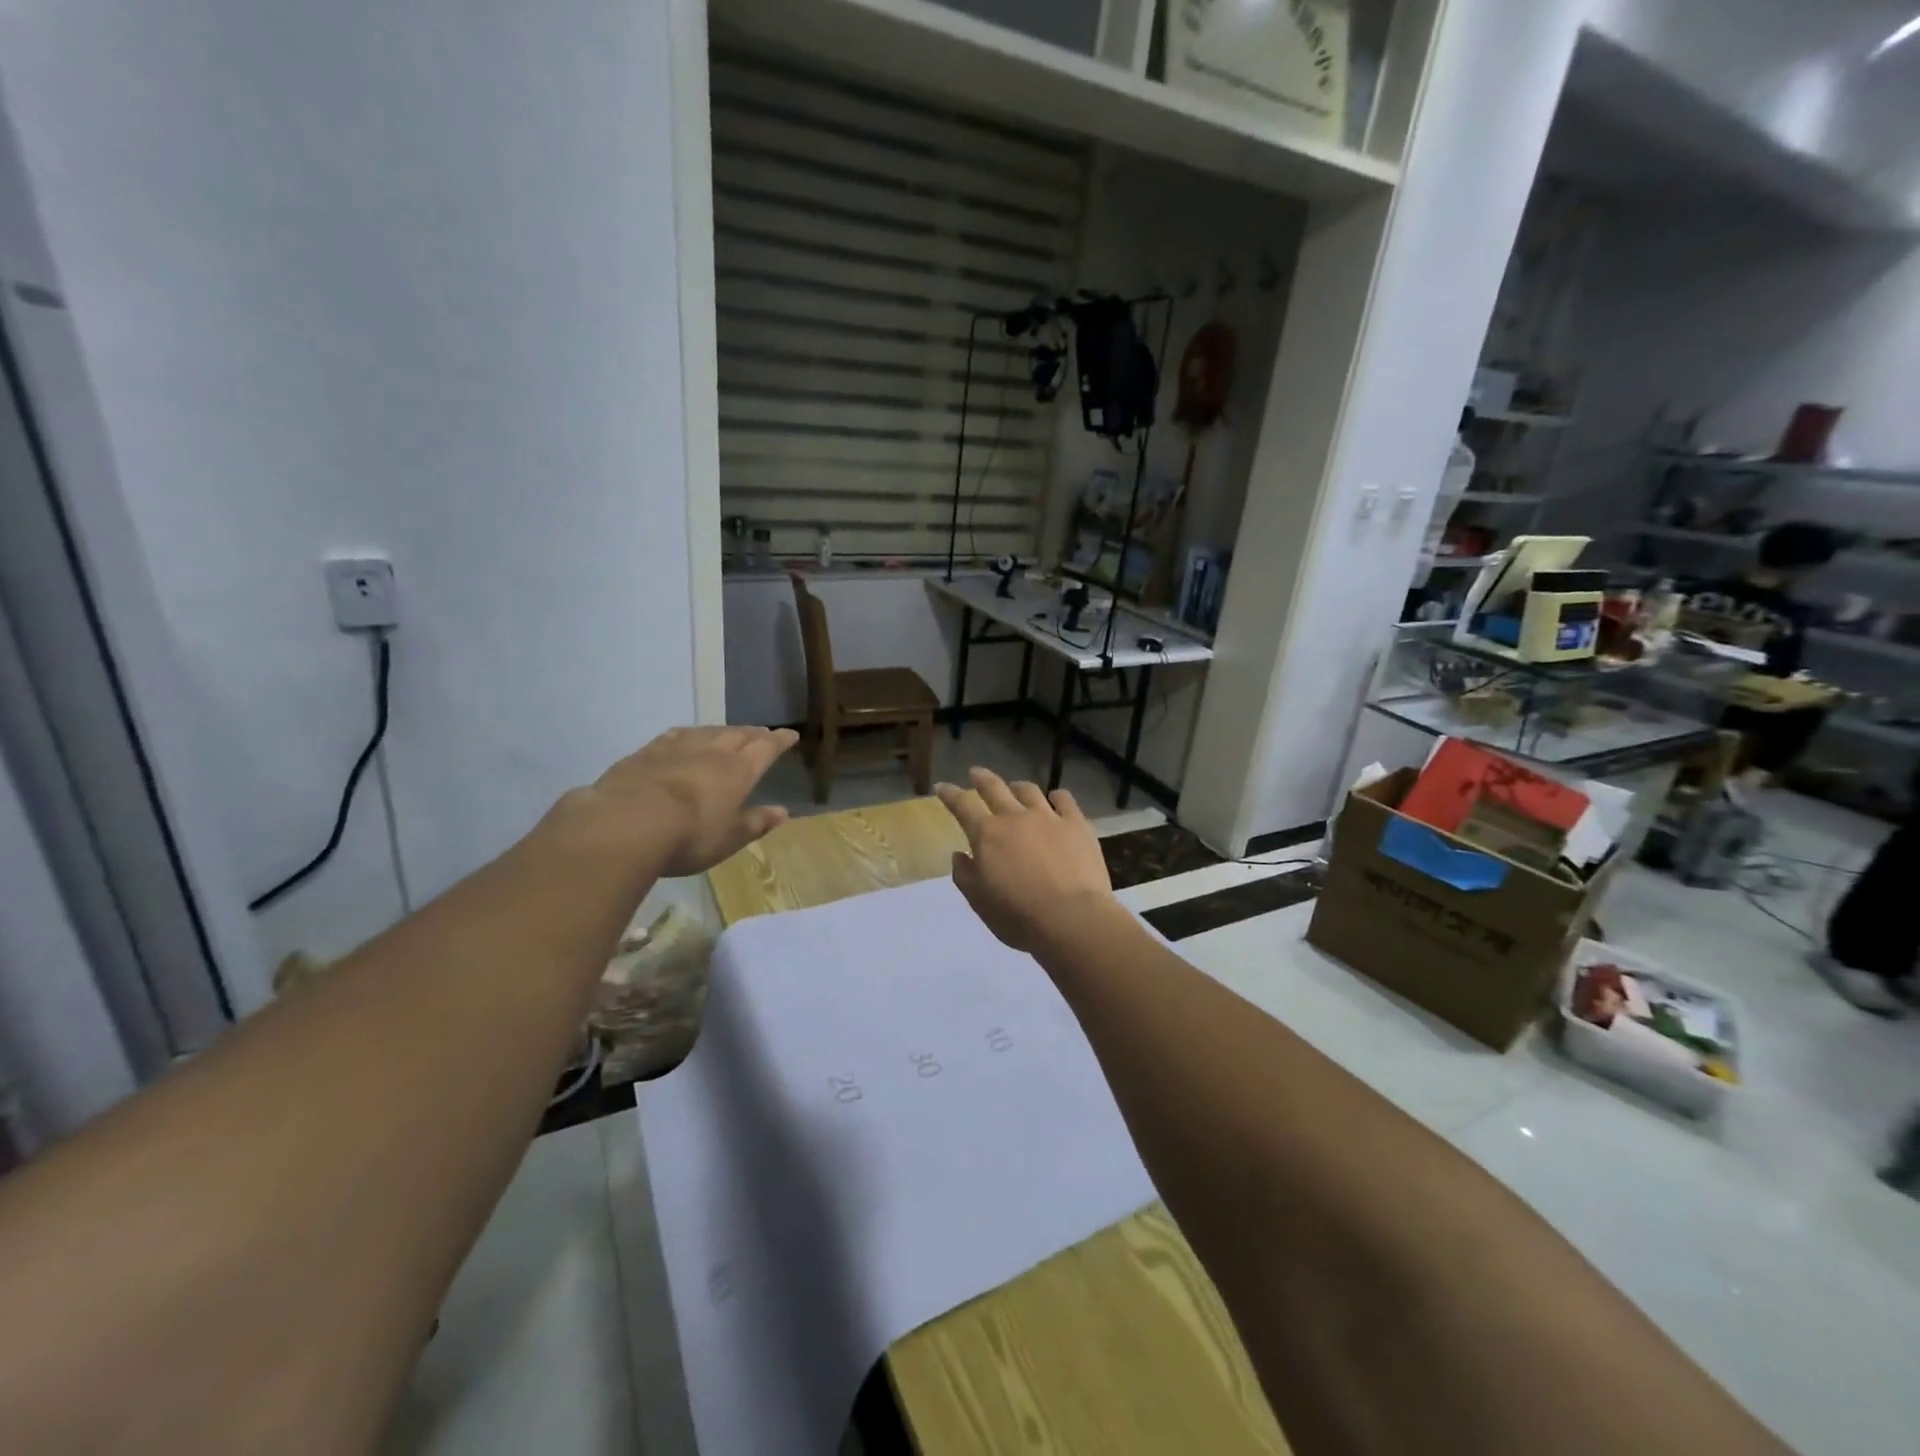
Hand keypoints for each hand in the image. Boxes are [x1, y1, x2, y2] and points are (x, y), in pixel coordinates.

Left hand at [569, 726, 798, 877]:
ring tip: (730, 733)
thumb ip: (756, 822)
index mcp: (739, 770)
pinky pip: (676, 735)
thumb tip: (782, 812)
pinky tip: (686, 736)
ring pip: (709, 731)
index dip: (780, 741)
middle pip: (739, 734)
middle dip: (754, 733)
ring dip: (724, 731)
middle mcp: (713, 751)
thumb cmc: (689, 836)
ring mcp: (678, 747)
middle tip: (763, 733)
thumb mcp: (729, 838)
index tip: (791, 735)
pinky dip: (690, 733)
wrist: (627, 823)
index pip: (766, 748)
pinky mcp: (647, 752)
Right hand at [935, 767, 1114, 952]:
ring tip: (1015, 787)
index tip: (942, 786)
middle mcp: (1015, 817)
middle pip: (994, 788)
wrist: (1072, 918)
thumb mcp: (979, 902)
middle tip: (975, 772)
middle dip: (981, 778)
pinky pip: (1064, 800)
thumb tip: (960, 854)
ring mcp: (1049, 817)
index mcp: (987, 835)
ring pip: (1029, 791)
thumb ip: (965, 874)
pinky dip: (1057, 796)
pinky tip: (1056, 798)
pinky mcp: (1077, 824)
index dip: (950, 794)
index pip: (962, 806)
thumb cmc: (1019, 916)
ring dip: (1017, 787)